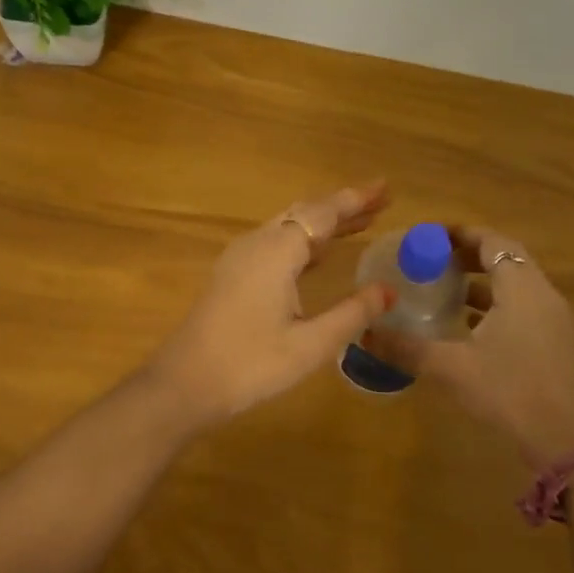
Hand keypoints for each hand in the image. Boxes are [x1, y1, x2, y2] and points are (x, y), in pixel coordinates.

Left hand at [148, 182, 394, 425]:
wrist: (185, 384)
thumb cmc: (250, 364)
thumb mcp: (311, 345)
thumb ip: (352, 314)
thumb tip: (388, 290)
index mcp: (277, 252)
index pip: (324, 213)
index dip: (356, 199)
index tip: (386, 188)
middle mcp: (257, 243)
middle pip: (305, 212)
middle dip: (344, 206)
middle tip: (381, 202)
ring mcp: (240, 257)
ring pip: (289, 226)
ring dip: (324, 223)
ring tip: (361, 223)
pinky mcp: (232, 274)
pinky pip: (276, 242)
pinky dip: (304, 240)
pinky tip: (319, 253)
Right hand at [364, 225, 573, 466]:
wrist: (565, 440)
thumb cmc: (509, 390)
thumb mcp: (451, 367)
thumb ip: (407, 348)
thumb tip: (366, 334)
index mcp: (521, 288)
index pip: (493, 242)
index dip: (463, 234)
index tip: (432, 235)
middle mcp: (542, 295)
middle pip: (507, 259)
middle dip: (471, 254)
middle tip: (435, 259)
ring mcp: (554, 320)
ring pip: (517, 284)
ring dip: (485, 281)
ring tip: (447, 288)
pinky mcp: (556, 343)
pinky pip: (524, 307)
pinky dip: (497, 304)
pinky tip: (470, 325)